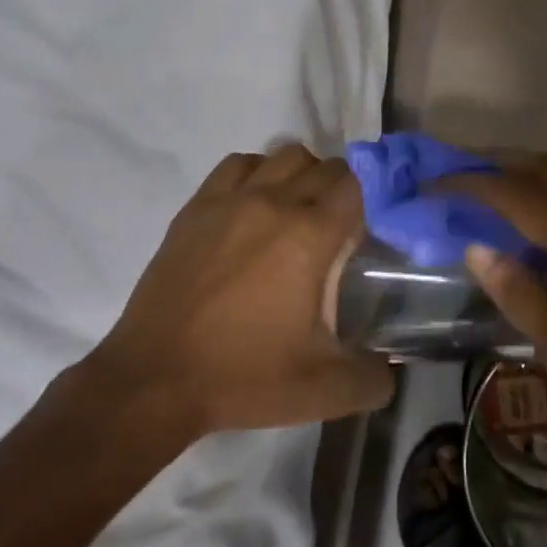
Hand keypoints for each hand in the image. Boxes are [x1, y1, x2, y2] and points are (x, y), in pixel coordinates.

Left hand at [87, 145, 394, 435]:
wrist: (155, 380)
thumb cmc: (243, 378)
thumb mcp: (322, 391)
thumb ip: (372, 378)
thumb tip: (391, 366)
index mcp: (310, 236)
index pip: (355, 186)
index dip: (368, 203)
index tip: (365, 232)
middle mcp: (275, 202)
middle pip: (325, 166)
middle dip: (340, 190)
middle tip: (336, 229)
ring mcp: (231, 199)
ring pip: (284, 155)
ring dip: (301, 174)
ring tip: (297, 211)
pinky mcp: (197, 207)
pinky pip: (238, 164)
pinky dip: (257, 173)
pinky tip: (254, 205)